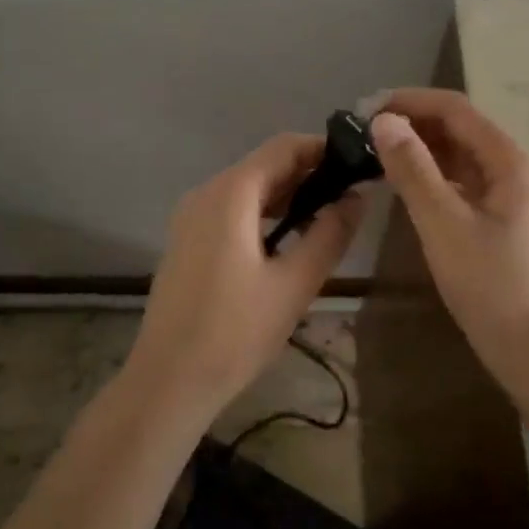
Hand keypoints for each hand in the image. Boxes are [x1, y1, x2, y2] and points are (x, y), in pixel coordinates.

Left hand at [130, 133, 365, 408]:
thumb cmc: (236, 332)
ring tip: (328, 217)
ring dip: (288, 196)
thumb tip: (356, 197)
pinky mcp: (187, 242)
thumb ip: (330, 233)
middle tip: (352, 195)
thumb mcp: (295, 283)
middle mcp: (206, 194)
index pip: (284, 147)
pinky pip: (231, 211)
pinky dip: (264, 214)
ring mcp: (191, 218)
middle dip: (309, 174)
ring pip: (248, 189)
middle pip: (265, 165)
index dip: (324, 149)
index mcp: (231, 194)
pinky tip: (288, 240)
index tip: (359, 165)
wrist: (169, 381)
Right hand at [370, 89, 528, 365]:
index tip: (366, 108)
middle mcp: (514, 168)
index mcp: (511, 161)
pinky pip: (462, 183)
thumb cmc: (489, 283)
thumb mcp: (443, 223)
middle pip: (459, 130)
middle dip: (413, 124)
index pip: (456, 110)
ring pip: (459, 157)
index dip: (411, 101)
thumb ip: (413, 169)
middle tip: (364, 133)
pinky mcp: (500, 219)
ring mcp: (510, 195)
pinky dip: (432, 177)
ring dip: (420, 150)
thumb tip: (383, 120)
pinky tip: (403, 184)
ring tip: (375, 153)